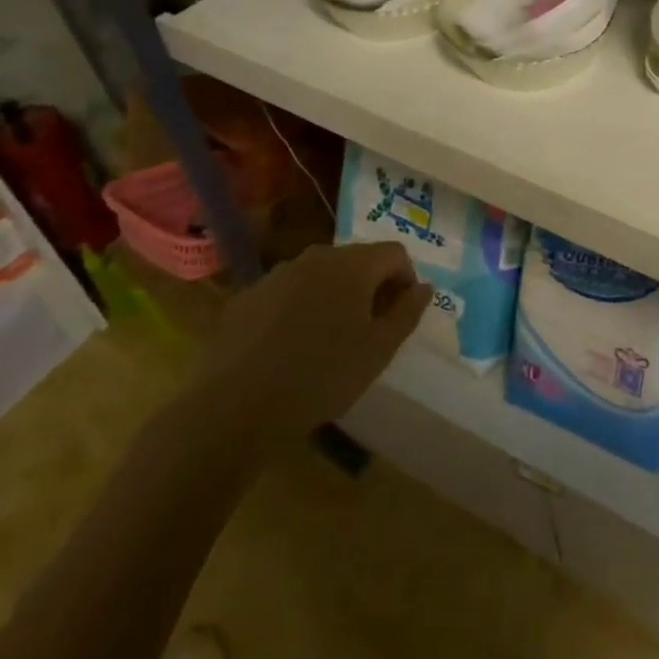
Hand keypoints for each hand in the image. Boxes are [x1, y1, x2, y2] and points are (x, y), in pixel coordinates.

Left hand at [191, 240, 431, 451]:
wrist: (235, 406)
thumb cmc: (322, 375)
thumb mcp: (379, 350)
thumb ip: (407, 312)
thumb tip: (423, 287)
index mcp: (353, 264)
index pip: (395, 253)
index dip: (406, 280)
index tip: (400, 316)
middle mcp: (316, 256)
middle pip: (357, 260)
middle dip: (371, 287)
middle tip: (369, 330)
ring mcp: (278, 274)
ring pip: (320, 275)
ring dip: (334, 297)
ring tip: (329, 340)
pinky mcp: (248, 296)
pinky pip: (288, 293)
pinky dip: (299, 309)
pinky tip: (290, 348)